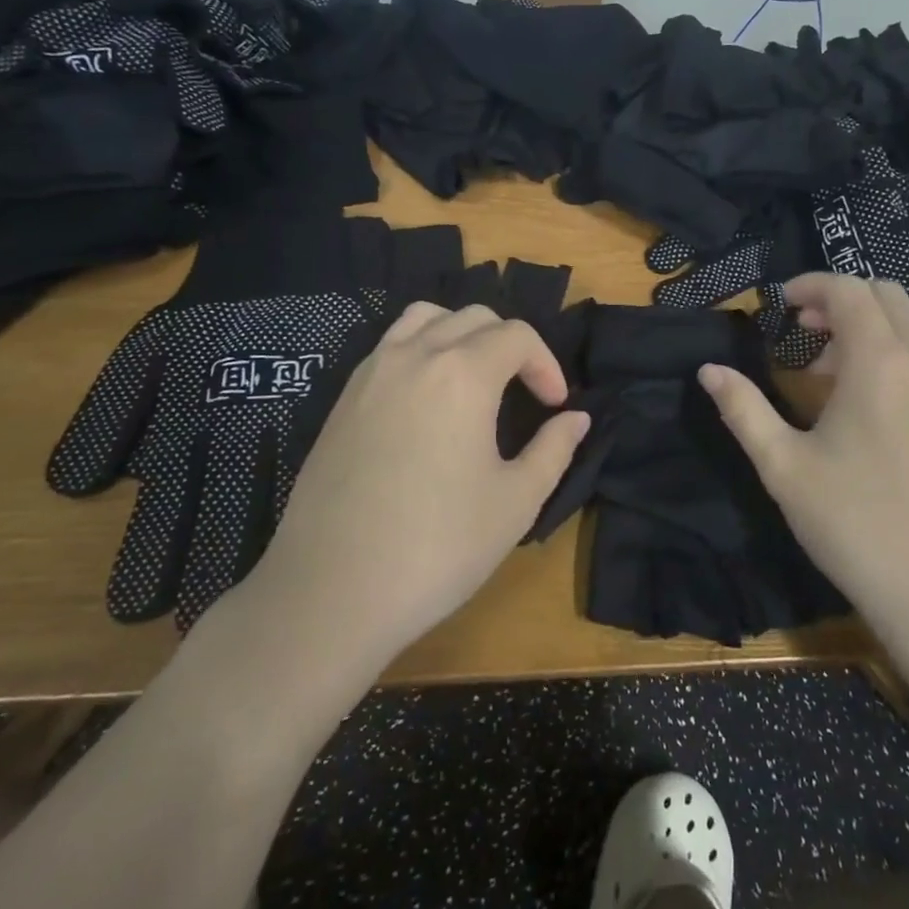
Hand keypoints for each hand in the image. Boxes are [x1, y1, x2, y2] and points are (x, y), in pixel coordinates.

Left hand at [244, 302, 590, 673]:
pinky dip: (420, 349)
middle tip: (523, 392)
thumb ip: (554, 449)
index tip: (554, 407)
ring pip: (425, 318)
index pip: (517, 335)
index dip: (546, 365)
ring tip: (474, 378)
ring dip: (461, 334)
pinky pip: (390, 346)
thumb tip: (576, 418)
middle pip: (474, 318)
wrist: (332, 590)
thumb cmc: (438, 546)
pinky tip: (426, 400)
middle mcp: (415, 355)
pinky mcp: (343, 397)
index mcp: (462, 373)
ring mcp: (371, 372)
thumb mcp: (516, 502)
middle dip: (510, 345)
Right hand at [698, 274, 908, 654]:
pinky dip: (887, 357)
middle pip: (886, 296)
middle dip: (840, 299)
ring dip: (864, 329)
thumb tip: (709, 370)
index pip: (848, 290)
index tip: (776, 305)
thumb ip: (743, 409)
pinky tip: (858, 409)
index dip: (809, 285)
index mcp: (879, 363)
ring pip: (908, 329)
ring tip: (820, 373)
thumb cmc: (852, 521)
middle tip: (799, 328)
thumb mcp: (783, 465)